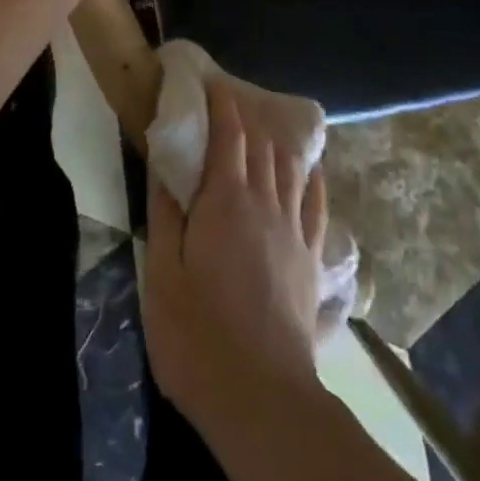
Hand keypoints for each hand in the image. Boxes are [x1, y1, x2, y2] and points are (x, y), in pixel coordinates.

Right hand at [142, 80, 328, 436]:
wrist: (262, 396)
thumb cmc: (198, 335)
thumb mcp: (163, 274)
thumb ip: (166, 213)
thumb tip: (166, 163)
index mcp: (226, 200)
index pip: (230, 134)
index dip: (222, 105)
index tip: (212, 84)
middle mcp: (265, 202)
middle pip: (260, 145)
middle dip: (245, 119)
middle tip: (228, 107)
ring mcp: (293, 229)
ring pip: (289, 169)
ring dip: (275, 144)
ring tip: (264, 133)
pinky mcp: (310, 258)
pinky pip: (316, 205)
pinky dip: (312, 180)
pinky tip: (312, 172)